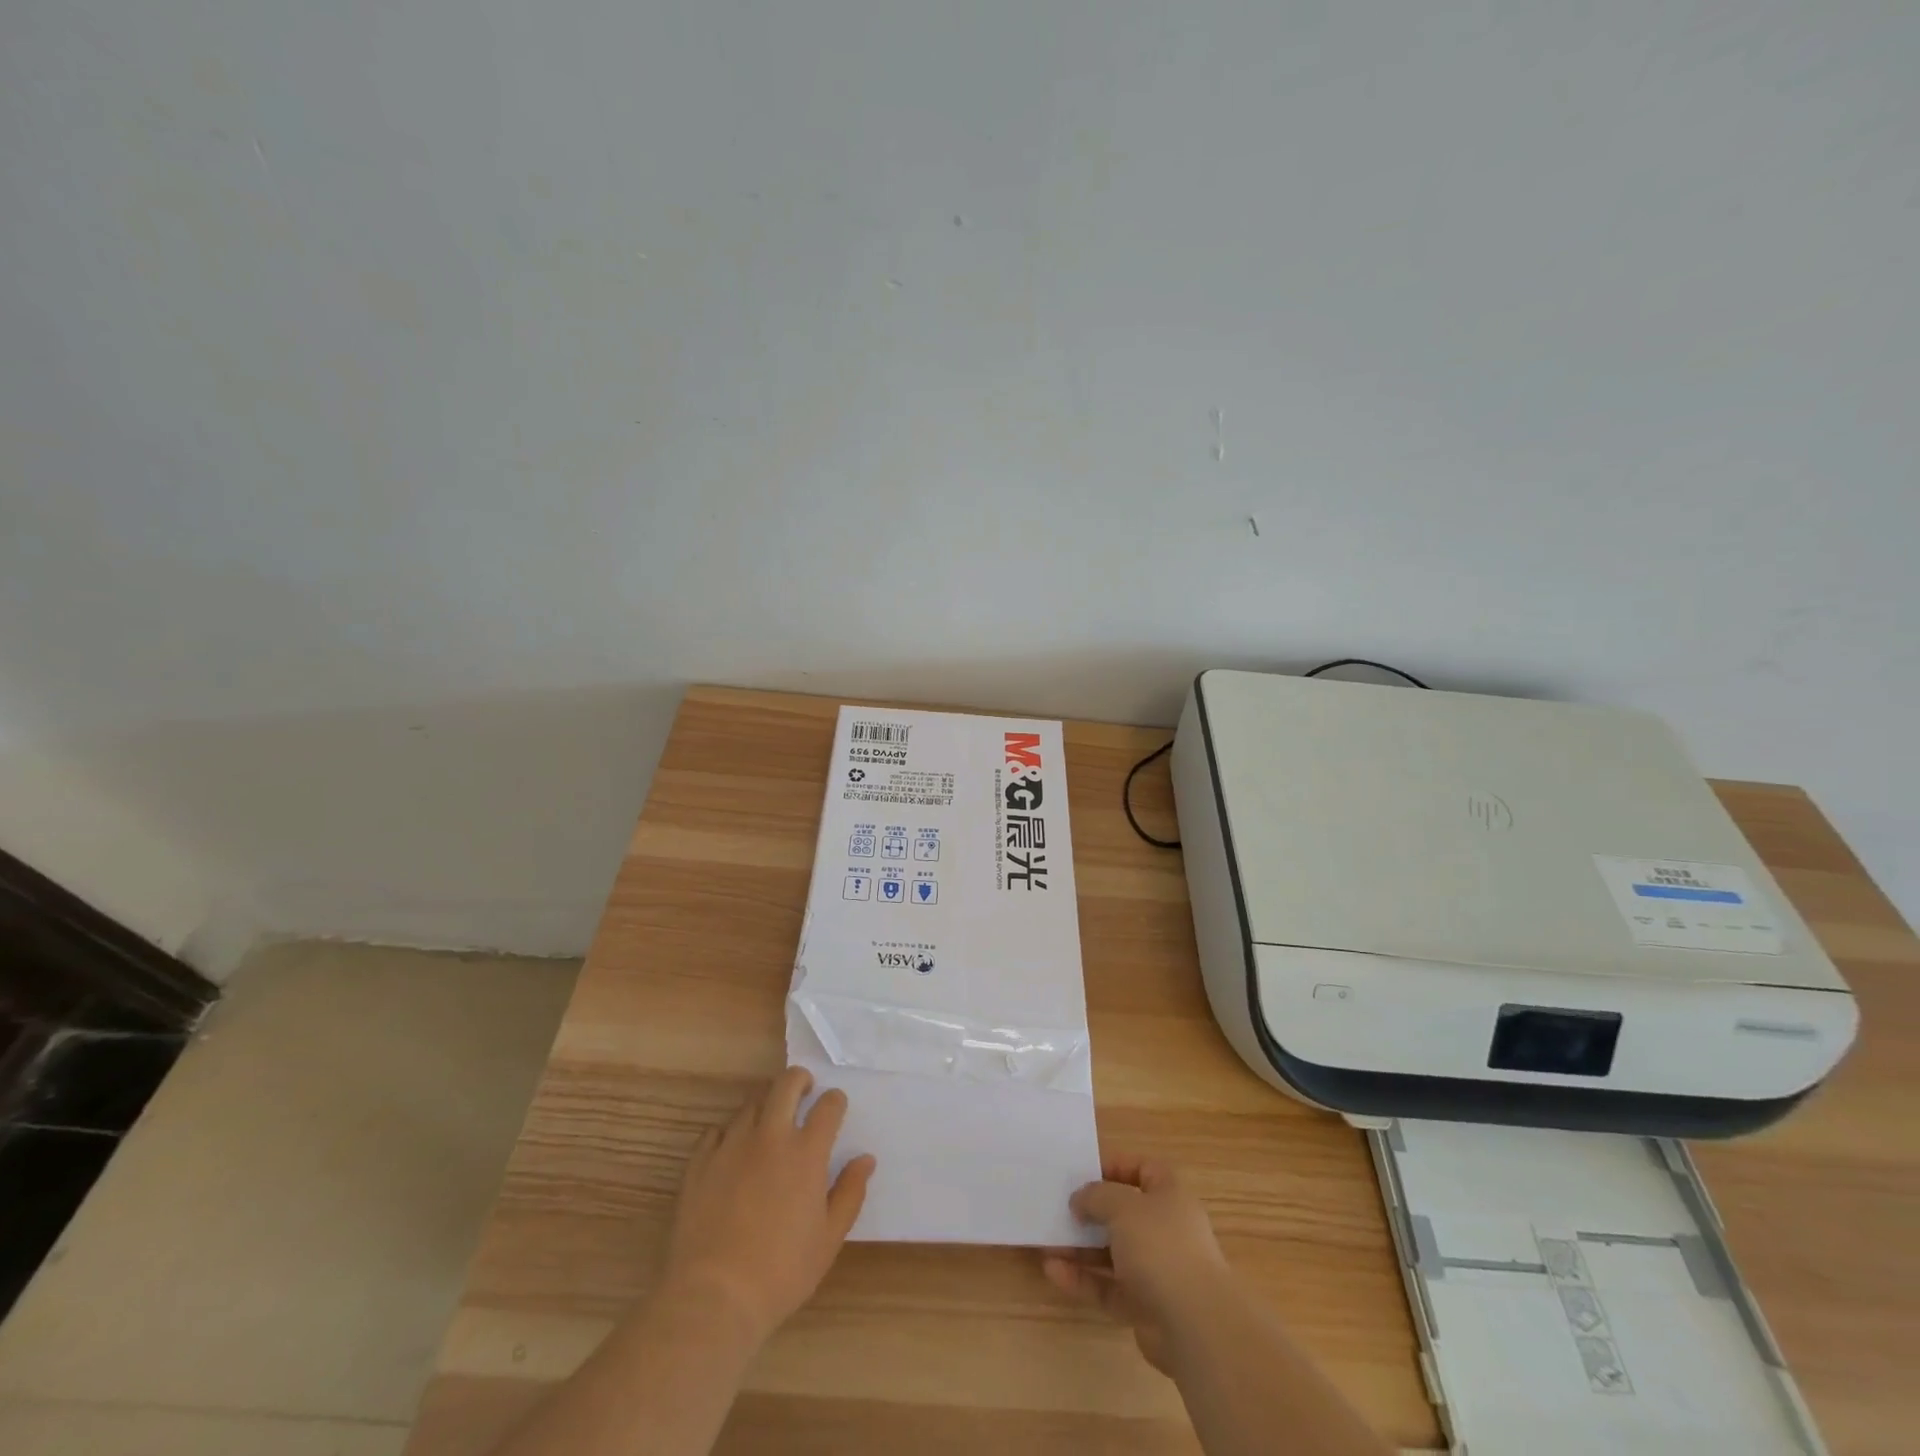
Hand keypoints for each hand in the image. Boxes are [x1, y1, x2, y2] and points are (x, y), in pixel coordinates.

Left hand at [661, 1066, 875, 1345]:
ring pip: (751, 1102)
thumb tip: (865, 1159)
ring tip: (769, 1124)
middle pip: (786, 1083)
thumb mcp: (828, 1239)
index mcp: (806, 1152)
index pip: (828, 1105)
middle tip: (803, 1093)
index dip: (835, 1101)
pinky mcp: (700, 1162)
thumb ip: (849, 1192)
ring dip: (766, 1105)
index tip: (835, 1109)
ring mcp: (732, 1146)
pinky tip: (732, 1151)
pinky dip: (729, 1133)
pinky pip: (716, 1130)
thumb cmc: (781, 1272)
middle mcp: (770, 1136)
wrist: (713, 1298)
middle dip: (800, 1080)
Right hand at [1043, 1157, 1231, 1374]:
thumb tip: (1080, 1199)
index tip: (1084, 1173)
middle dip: (1091, 1212)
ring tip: (1047, 1242)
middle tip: (1060, 1209)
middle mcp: (1166, 1229)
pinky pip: (1109, 1287)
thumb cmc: (1161, 1247)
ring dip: (1081, 1248)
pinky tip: (1053, 1271)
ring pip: (1113, 1253)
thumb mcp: (1123, 1206)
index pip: (1143, 1169)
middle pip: (1124, 1213)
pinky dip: (1083, 1279)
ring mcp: (1157, 1270)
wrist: (1196, 1326)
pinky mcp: (1146, 1307)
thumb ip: (1096, 1196)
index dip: (1115, 1166)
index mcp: (1170, 1196)